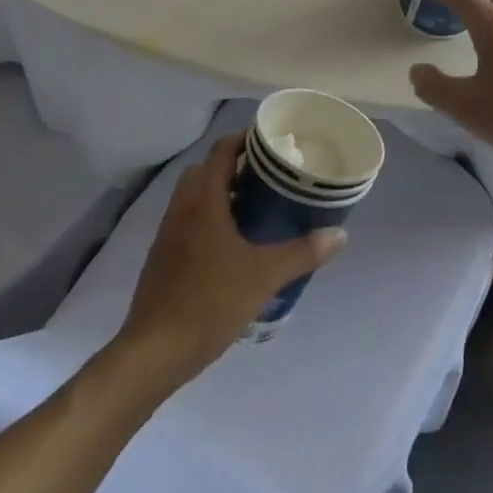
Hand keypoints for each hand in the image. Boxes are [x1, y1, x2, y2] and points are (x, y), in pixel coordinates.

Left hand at [117, 136, 345, 388]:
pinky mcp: (162, 256)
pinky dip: (210, 215)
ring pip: (196, 195)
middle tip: (270, 175)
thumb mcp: (264, 276)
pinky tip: (233, 242)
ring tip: (256, 205)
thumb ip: (303, 252)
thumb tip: (340, 234)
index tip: (274, 142)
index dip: (247, 139)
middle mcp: (182, 207)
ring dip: (222, 191)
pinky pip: (188, 219)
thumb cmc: (210, 302)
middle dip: (236, 165)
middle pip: (207, 168)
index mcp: (203, 200)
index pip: (223, 149)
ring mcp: (168, 232)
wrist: (153, 353)